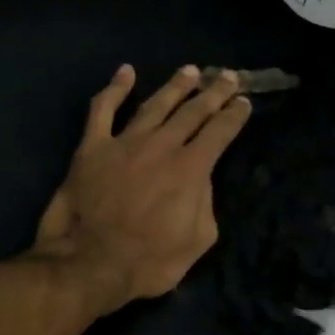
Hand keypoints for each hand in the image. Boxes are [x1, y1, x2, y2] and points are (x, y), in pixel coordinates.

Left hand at [31, 64, 251, 314]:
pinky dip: (115, 88)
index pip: (220, 132)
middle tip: (227, 77)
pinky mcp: (92, 147)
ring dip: (175, 86)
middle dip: (214, 92)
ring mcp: (124, 142)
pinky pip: (103, 110)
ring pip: (155, 104)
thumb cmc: (149, 261)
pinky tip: (126, 73)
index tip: (244, 103)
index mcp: (191, 168)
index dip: (234, 116)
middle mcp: (162, 145)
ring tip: (190, 71)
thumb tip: (199, 182)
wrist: (90, 263)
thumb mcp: (197, 241)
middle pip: (193, 111)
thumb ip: (205, 205)